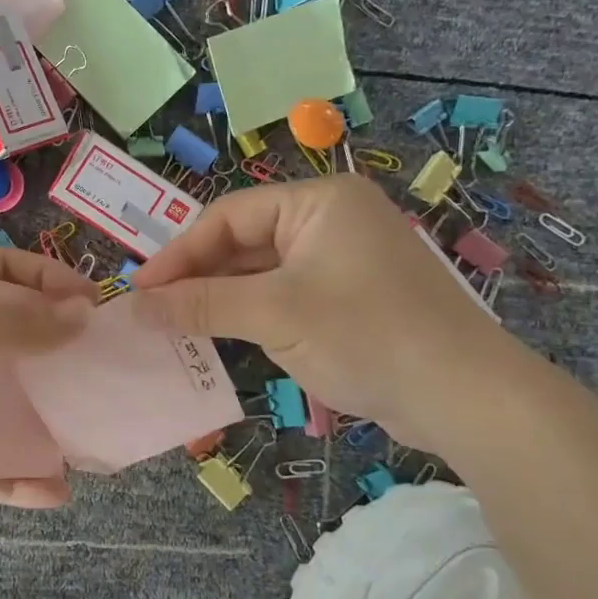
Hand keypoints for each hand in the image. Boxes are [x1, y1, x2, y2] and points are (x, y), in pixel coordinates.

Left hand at [0, 249, 96, 513]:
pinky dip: (12, 477)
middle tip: (104, 376)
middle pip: (11, 342)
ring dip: (42, 425)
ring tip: (88, 442)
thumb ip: (16, 321)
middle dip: (57, 359)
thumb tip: (81, 313)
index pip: (4, 273)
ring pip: (0, 408)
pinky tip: (52, 491)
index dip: (50, 283)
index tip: (95, 308)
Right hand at [128, 175, 520, 449]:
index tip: (138, 290)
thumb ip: (199, 304)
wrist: (463, 397)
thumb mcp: (273, 314)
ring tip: (174, 325)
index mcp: (318, 201)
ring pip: (259, 272)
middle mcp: (330, 220)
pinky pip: (281, 295)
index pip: (228, 217)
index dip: (178, 253)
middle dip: (196, 276)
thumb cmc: (366, 335)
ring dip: (218, 298)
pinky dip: (248, 314)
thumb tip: (134, 305)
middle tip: (151, 310)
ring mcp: (340, 260)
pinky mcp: (346, 298)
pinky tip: (218, 335)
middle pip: (242, 242)